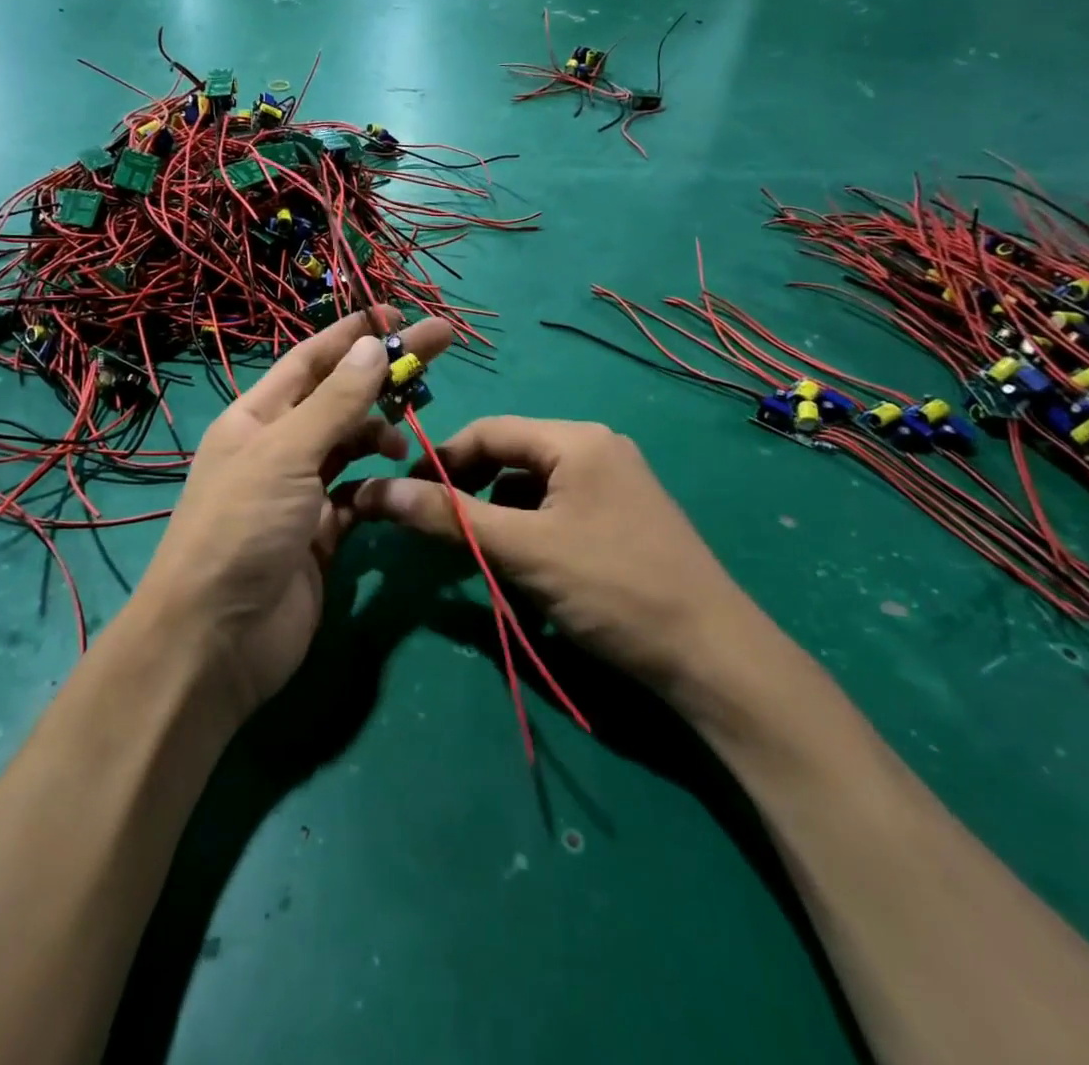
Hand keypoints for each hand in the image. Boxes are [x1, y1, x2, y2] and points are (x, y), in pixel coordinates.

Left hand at [136, 307, 452, 725]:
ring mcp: (299, 494)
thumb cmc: (241, 530)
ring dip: (380, 436)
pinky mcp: (321, 536)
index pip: (311, 360)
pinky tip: (397, 489)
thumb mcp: (286, 455)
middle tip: (439, 348)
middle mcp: (277, 449)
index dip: (352, 333)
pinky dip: (378, 488)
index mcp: (256, 418)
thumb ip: (335, 403)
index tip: (399, 315)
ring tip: (407, 443)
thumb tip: (371, 344)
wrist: (216, 641)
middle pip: (339, 398)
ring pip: (351, 447)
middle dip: (383, 374)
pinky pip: (358, 497)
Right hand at [353, 418, 765, 699]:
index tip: (403, 497)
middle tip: (437, 531)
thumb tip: (376, 491)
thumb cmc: (613, 588)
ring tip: (483, 557)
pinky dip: (530, 531)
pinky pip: (557, 510)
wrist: (713, 656)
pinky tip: (526, 569)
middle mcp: (596, 448)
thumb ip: (449, 517)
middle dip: (470, 492)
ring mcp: (613, 483)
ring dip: (498, 516)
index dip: (440, 461)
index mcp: (575, 439)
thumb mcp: (522, 550)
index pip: (487, 432)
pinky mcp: (621, 518)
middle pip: (510, 457)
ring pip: (531, 488)